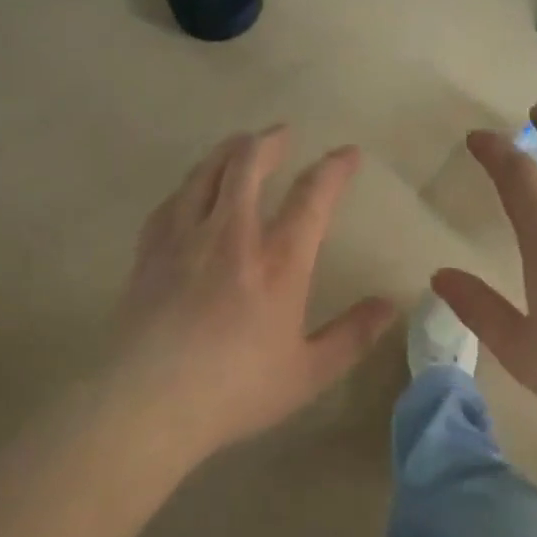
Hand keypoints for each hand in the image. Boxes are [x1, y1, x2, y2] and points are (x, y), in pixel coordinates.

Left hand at [109, 126, 396, 461]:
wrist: (147, 403)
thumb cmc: (236, 390)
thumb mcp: (308, 373)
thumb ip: (352, 335)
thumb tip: (389, 305)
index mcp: (278, 262)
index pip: (313, 197)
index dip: (334, 169)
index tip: (348, 153)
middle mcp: (231, 235)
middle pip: (248, 164)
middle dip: (269, 141)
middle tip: (282, 134)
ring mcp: (185, 238)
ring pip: (206, 173)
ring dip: (227, 152)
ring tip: (239, 145)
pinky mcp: (150, 252)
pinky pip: (171, 201)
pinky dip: (189, 186)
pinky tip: (191, 190)